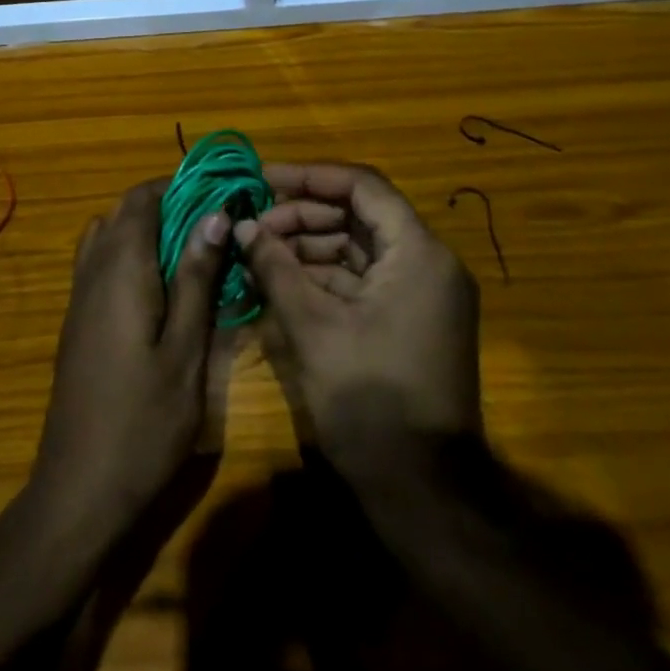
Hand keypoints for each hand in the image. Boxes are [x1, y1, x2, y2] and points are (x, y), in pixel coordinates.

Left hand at [28, 180, 230, 545]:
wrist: (81, 486)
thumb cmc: (144, 420)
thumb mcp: (186, 348)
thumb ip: (196, 277)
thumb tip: (214, 214)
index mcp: (120, 266)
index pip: (142, 198)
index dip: (178, 186)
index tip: (218, 196)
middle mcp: (92, 269)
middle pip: (122, 212)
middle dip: (166, 206)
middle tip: (212, 227)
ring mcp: (78, 294)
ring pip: (107, 235)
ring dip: (144, 231)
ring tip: (190, 255)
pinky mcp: (77, 319)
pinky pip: (99, 263)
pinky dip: (128, 256)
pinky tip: (160, 290)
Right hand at [238, 164, 481, 472]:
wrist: (423, 494)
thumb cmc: (370, 400)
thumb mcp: (312, 327)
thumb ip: (275, 267)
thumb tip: (241, 226)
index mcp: (418, 253)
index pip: (362, 186)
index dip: (309, 177)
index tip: (262, 179)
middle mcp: (427, 263)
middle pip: (358, 215)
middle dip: (302, 215)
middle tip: (253, 225)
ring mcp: (420, 294)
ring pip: (357, 247)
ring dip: (308, 246)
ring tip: (258, 252)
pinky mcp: (408, 320)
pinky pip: (363, 279)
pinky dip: (323, 276)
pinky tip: (280, 281)